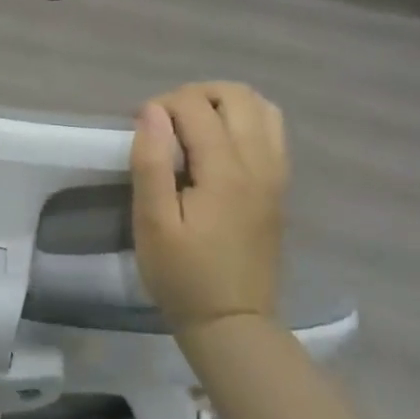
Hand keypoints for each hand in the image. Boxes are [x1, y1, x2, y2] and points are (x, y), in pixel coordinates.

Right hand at [130, 82, 288, 333]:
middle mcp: (259, 163)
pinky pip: (271, 130)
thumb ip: (151, 162)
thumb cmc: (183, 275)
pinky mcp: (279, 186)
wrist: (232, 323)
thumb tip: (152, 111)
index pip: (196, 106)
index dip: (162, 105)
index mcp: (226, 172)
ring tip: (193, 126)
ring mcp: (276, 174)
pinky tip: (219, 144)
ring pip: (261, 107)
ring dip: (224, 103)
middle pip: (236, 94)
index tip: (140, 129)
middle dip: (195, 94)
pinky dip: (245, 120)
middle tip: (167, 122)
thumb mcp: (152, 223)